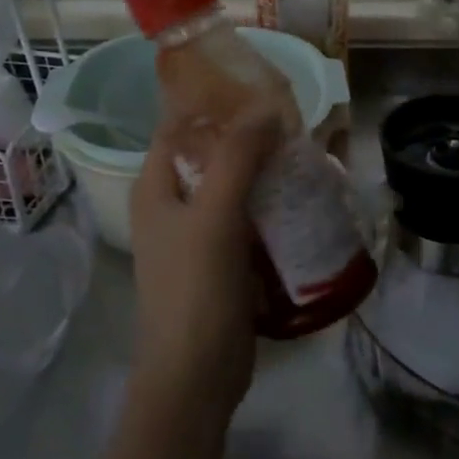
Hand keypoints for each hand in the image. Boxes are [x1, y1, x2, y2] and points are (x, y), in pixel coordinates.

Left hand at [128, 110, 278, 423]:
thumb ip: (238, 158)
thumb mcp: (215, 216)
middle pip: (208, 156)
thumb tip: (266, 107)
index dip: (210, 102)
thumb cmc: (195, 289)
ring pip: (231, 189)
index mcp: (155, 188)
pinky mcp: (222, 262)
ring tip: (303, 153)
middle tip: (291, 119)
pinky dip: (269, 205)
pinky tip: (300, 199)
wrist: (195, 374)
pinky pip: (246, 220)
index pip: (177, 127)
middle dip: (246, 137)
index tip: (256, 85)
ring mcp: (196, 237)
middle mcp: (171, 206)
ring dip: (262, 172)